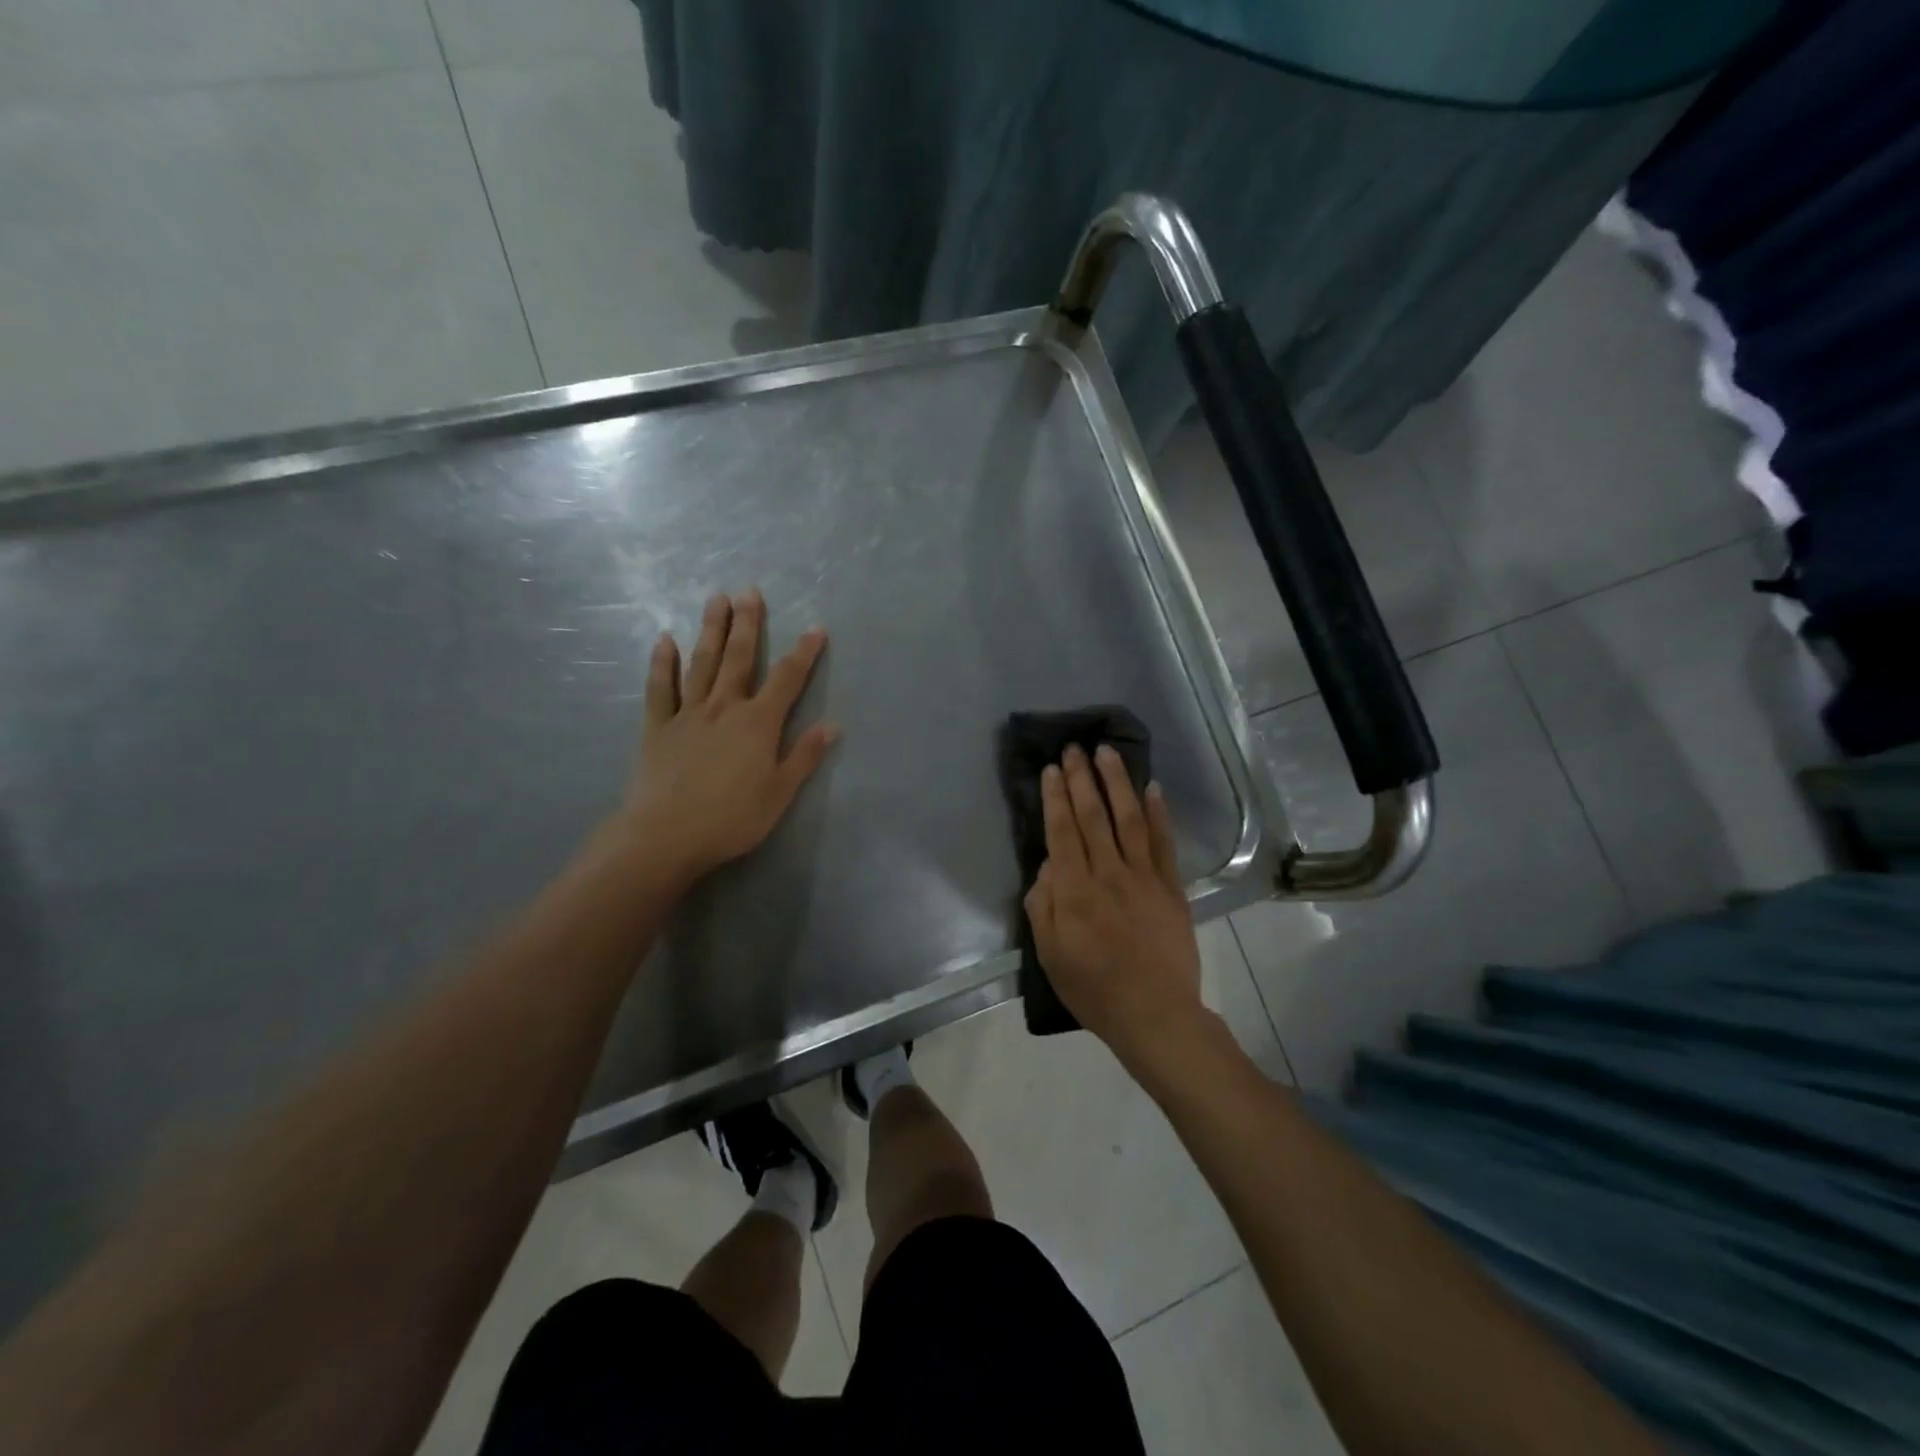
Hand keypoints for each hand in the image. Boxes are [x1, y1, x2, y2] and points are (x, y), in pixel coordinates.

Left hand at [616, 589, 838, 885]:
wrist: (666, 835)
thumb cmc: (732, 819)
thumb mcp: (779, 793)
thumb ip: (804, 756)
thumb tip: (832, 725)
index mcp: (758, 723)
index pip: (787, 680)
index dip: (804, 653)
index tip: (815, 628)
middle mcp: (724, 708)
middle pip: (739, 659)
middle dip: (748, 624)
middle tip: (750, 591)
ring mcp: (688, 714)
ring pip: (702, 663)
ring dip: (711, 630)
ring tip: (716, 599)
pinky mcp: (658, 727)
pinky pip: (660, 688)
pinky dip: (662, 663)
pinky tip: (665, 640)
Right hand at [1024, 744, 1206, 1070]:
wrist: (1155, 1014)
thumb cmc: (1093, 988)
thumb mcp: (1049, 954)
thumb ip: (1042, 905)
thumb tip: (1048, 864)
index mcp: (1074, 891)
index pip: (1062, 831)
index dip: (1056, 797)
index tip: (1052, 768)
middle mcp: (1108, 874)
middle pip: (1093, 816)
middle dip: (1082, 778)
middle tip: (1074, 747)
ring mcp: (1144, 877)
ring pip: (1129, 819)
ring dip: (1117, 782)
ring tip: (1108, 752)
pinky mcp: (1171, 887)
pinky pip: (1164, 842)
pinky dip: (1158, 813)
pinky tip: (1151, 787)